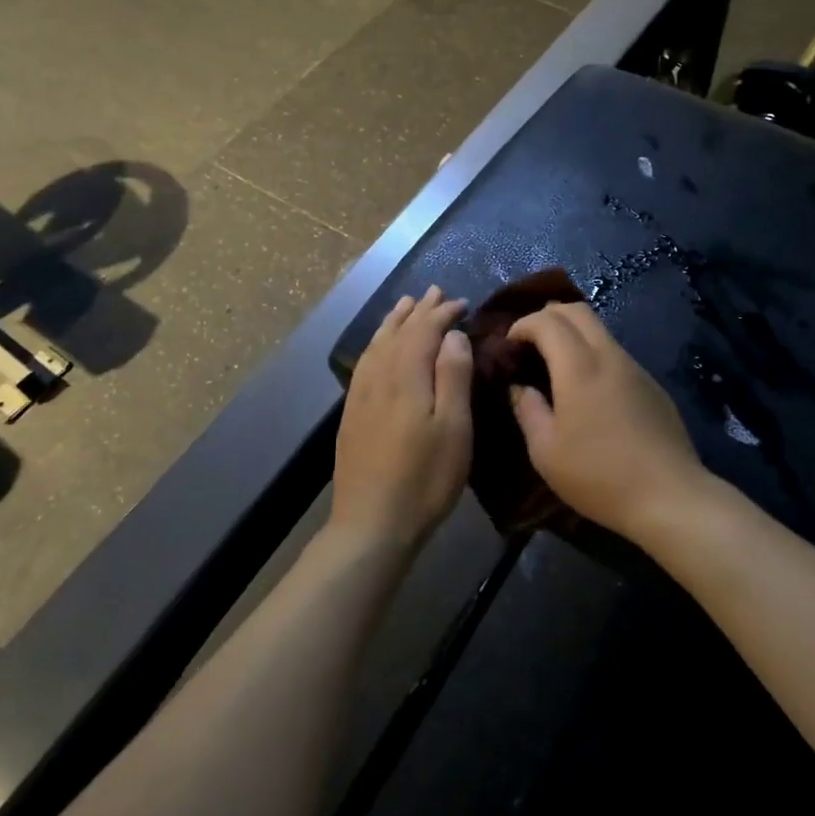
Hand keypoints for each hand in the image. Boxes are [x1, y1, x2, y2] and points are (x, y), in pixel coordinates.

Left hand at [331, 286, 473, 551]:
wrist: (372, 523)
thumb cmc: (425, 478)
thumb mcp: (454, 428)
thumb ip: (453, 376)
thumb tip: (452, 334)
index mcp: (406, 376)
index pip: (424, 330)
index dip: (442, 313)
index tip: (461, 302)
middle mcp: (379, 377)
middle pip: (398, 332)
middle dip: (418, 311)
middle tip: (435, 292)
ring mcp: (361, 395)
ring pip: (377, 344)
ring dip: (394, 322)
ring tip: (405, 305)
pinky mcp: (352, 413)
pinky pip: (365, 362)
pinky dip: (376, 343)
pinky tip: (380, 348)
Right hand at [507, 301, 706, 540]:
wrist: (669, 496)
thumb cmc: (598, 475)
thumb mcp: (546, 451)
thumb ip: (528, 410)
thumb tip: (520, 387)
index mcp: (579, 366)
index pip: (547, 320)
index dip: (522, 325)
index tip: (508, 347)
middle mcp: (609, 355)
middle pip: (577, 311)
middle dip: (547, 316)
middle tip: (528, 343)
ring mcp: (635, 368)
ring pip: (599, 330)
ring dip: (572, 334)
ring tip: (555, 364)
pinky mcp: (652, 384)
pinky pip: (615, 353)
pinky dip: (593, 354)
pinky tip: (588, 389)